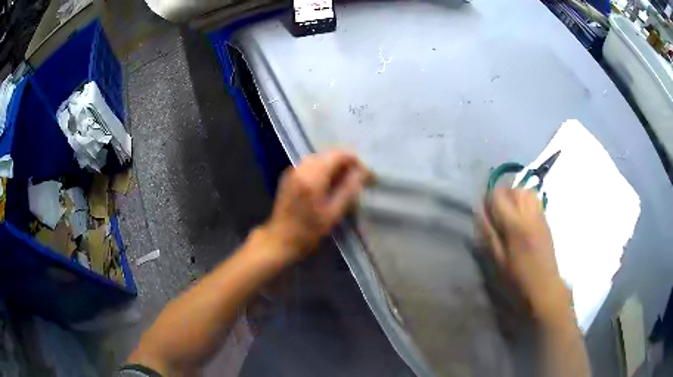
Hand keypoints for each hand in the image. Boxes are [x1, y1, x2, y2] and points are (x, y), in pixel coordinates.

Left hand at [261, 150, 370, 262]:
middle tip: (358, 179)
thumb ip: (349, 190)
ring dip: (334, 165)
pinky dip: (322, 169)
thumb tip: (363, 173)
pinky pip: (309, 164)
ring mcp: (292, 171)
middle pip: (328, 154)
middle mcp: (301, 168)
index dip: (355, 161)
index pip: (338, 155)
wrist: (279, 240)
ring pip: (319, 158)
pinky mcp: (289, 176)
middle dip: (345, 163)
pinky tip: (328, 183)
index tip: (366, 174)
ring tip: (345, 181)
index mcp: (312, 177)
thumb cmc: (308, 232)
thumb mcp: (333, 214)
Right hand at [478, 189, 570, 321]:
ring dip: (514, 196)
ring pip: (525, 190)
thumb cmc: (517, 279)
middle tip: (496, 215)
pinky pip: (534, 199)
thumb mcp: (497, 260)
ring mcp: (539, 215)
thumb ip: (488, 233)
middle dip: (501, 196)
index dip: (487, 201)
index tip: (485, 214)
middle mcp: (529, 213)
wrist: (544, 287)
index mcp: (515, 224)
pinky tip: (521, 216)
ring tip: (509, 213)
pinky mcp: (546, 219)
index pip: (498, 196)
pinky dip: (525, 200)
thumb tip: (479, 212)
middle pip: (512, 188)